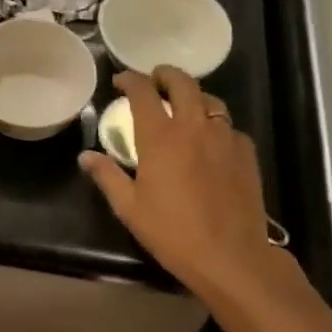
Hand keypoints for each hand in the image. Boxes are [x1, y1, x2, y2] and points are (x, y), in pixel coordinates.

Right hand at [79, 67, 288, 294]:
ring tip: (184, 108)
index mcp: (160, 136)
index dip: (129, 79)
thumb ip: (107, 176)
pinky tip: (212, 142)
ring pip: (210, 100)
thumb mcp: (129, 207)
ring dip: (193, 97)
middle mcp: (193, 126)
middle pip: (182, 82)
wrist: (231, 257)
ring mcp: (224, 137)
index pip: (143, 91)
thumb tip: (85, 156)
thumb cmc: (173, 232)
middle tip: (155, 80)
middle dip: (165, 74)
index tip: (120, 81)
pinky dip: (216, 126)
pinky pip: (230, 128)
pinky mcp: (246, 153)